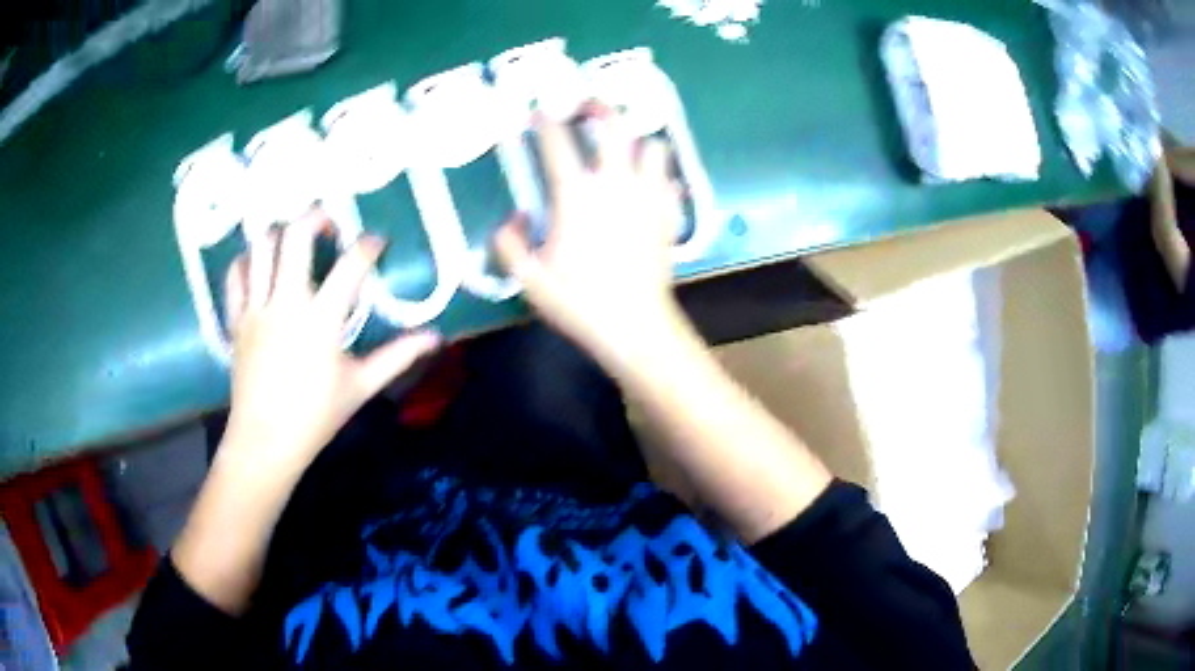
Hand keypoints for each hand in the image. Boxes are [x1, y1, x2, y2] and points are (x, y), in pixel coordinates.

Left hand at [220, 210, 439, 476]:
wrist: (265, 440)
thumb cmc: (316, 415)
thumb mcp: (361, 386)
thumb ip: (398, 356)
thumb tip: (434, 337)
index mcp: (322, 320)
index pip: (352, 265)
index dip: (369, 245)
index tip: (377, 243)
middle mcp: (286, 302)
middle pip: (296, 236)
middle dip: (316, 217)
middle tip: (329, 223)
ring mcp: (257, 308)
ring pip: (262, 246)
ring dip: (281, 233)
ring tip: (293, 239)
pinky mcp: (236, 318)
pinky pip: (236, 274)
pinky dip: (248, 260)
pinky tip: (260, 264)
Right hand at [494, 107, 685, 363]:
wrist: (636, 327)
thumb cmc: (579, 302)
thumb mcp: (528, 279)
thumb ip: (507, 243)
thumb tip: (513, 217)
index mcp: (576, 194)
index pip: (557, 142)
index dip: (544, 121)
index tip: (538, 113)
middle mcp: (615, 184)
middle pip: (614, 126)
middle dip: (599, 109)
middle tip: (587, 108)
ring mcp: (648, 196)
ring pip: (652, 147)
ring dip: (637, 142)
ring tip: (623, 149)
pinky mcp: (669, 214)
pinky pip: (669, 180)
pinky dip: (659, 175)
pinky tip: (649, 184)